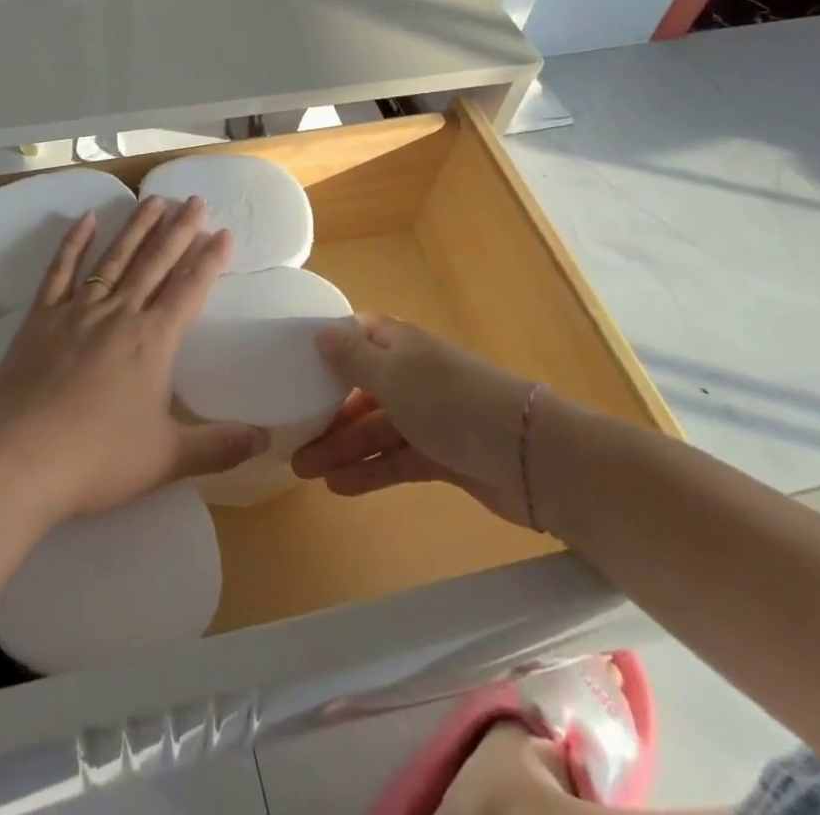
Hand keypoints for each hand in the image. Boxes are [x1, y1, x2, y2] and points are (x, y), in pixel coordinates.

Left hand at [0, 195, 267, 525]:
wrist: (20, 459)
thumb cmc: (99, 459)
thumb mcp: (168, 458)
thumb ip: (219, 446)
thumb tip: (266, 439)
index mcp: (153, 340)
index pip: (190, 289)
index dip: (210, 260)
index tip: (225, 232)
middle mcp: (119, 313)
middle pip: (155, 262)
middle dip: (179, 230)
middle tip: (195, 200)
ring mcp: (77, 311)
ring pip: (114, 257)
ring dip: (136, 227)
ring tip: (153, 198)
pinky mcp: (41, 317)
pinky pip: (61, 270)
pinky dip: (73, 242)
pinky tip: (86, 219)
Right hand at [290, 315, 542, 525]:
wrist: (528, 456)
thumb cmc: (449, 402)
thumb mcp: (391, 374)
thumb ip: (352, 357)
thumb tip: (320, 332)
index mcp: (399, 344)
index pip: (356, 336)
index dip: (327, 347)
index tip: (292, 364)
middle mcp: (411, 375)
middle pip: (360, 388)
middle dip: (326, 411)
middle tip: (291, 437)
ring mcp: (428, 416)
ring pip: (374, 428)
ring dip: (341, 448)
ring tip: (304, 471)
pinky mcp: (442, 455)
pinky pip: (395, 459)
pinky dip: (370, 471)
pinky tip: (339, 487)